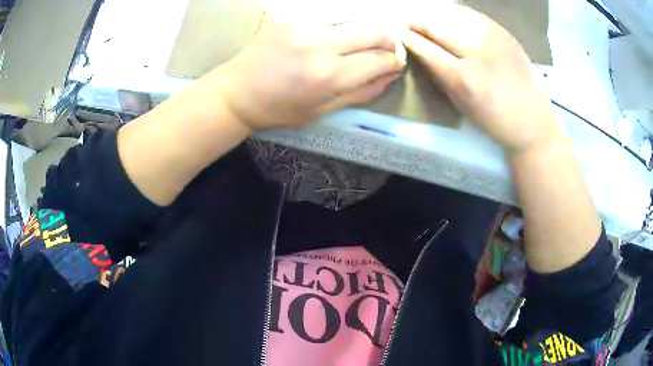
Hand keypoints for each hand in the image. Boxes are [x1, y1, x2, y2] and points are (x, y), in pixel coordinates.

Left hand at [206, 21, 405, 130]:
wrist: (238, 91)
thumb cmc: (279, 108)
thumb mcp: (323, 110)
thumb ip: (361, 93)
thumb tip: (391, 77)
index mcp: (328, 76)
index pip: (378, 60)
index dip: (395, 62)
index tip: (397, 64)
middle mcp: (320, 45)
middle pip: (373, 31)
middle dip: (389, 41)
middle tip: (388, 49)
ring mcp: (304, 26)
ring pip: (355, 17)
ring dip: (369, 28)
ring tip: (367, 41)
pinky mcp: (291, 16)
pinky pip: (331, 13)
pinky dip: (345, 22)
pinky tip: (341, 33)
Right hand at [402, 5, 562, 152]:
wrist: (531, 118)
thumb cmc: (493, 118)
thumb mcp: (460, 103)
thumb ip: (437, 74)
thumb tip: (419, 51)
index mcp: (463, 78)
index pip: (425, 49)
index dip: (409, 39)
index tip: (400, 36)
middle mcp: (476, 51)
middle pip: (437, 25)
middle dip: (418, 23)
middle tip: (410, 25)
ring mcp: (492, 37)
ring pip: (452, 13)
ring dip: (434, 15)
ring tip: (427, 19)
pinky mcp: (502, 31)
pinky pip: (470, 13)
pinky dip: (454, 12)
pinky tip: (449, 17)